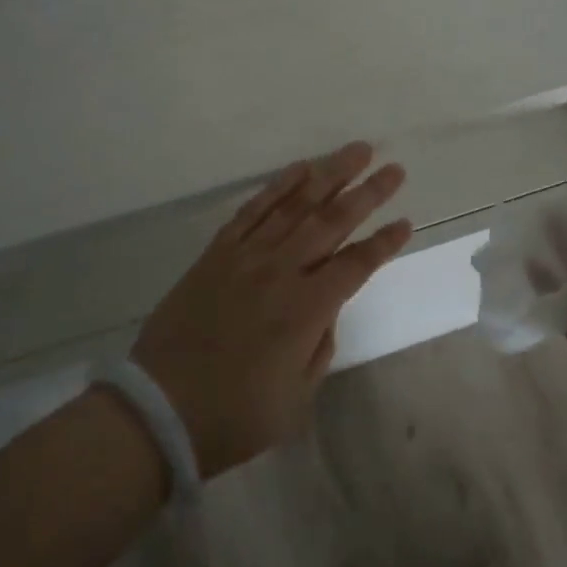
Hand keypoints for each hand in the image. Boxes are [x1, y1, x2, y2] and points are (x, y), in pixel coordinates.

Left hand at [131, 142, 411, 478]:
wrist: (159, 409)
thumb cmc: (234, 415)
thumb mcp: (296, 396)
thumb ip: (320, 343)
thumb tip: (327, 305)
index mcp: (306, 310)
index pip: (356, 264)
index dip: (384, 243)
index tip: (406, 222)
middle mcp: (280, 271)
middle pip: (332, 222)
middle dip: (367, 194)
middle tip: (394, 168)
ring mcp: (246, 256)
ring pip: (295, 205)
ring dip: (328, 175)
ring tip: (355, 151)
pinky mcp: (217, 252)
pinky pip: (252, 210)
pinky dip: (278, 186)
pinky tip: (299, 169)